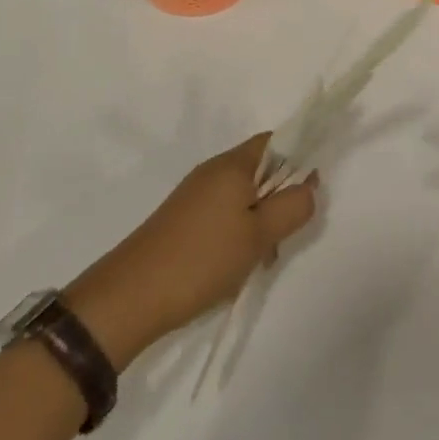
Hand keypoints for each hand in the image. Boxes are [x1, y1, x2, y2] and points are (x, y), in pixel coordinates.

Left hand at [64, 135, 317, 368]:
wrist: (129, 298)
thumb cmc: (202, 259)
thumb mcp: (259, 235)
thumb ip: (293, 206)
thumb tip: (309, 187)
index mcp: (232, 164)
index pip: (277, 140)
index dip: (299, 158)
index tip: (309, 192)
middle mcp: (213, 171)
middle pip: (262, 169)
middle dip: (280, 197)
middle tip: (284, 234)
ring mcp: (195, 195)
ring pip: (244, 196)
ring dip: (260, 220)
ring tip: (260, 258)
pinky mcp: (183, 220)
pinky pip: (225, 214)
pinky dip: (239, 233)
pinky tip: (235, 265)